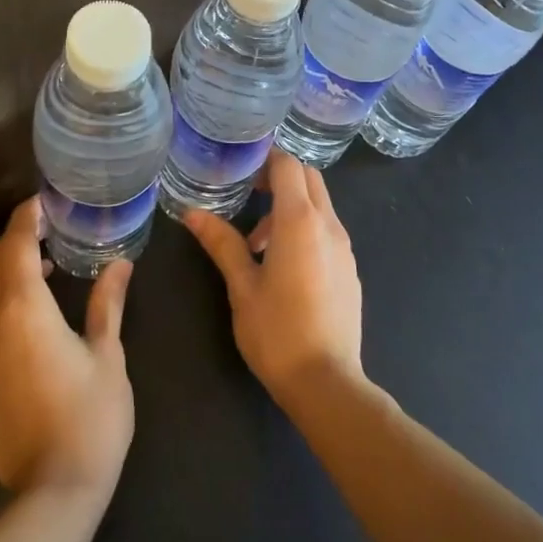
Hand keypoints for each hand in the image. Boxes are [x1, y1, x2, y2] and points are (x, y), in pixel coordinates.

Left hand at [0, 196, 134, 497]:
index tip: (42, 203)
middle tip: (45, 238)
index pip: (15, 246)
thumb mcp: (108, 354)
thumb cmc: (91, 416)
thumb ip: (107, 304)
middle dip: (11, 244)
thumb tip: (120, 264)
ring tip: (38, 278)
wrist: (52, 494)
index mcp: (24, 310)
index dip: (26, 219)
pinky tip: (26, 332)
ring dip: (2, 278)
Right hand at [182, 148, 363, 402]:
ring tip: (257, 244)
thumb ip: (221, 243)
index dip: (266, 160)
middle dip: (280, 177)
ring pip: (320, 204)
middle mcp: (328, 224)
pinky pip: (328, 230)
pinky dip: (306, 228)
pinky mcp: (351, 268)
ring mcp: (345, 247)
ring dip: (291, 207)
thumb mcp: (241, 286)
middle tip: (249, 195)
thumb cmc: (276, 331)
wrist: (326, 381)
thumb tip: (192, 213)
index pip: (288, 165)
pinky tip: (285, 266)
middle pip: (309, 178)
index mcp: (300, 221)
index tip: (242, 171)